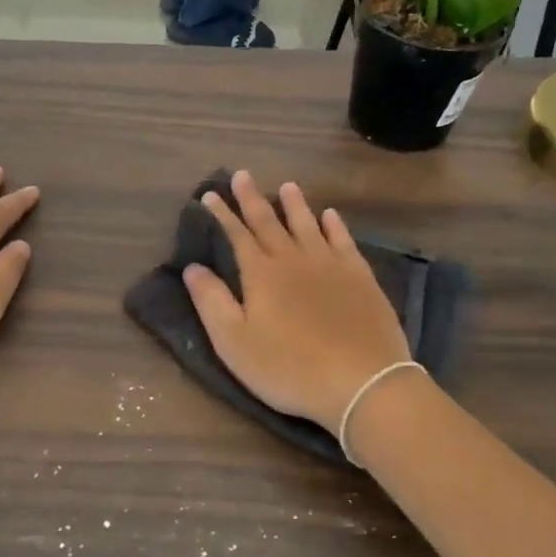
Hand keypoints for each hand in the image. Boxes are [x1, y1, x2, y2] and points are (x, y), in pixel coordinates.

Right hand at [182, 171, 410, 431]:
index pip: (237, 235)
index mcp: (261, 274)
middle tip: (242, 174)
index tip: (210, 195)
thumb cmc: (289, 368)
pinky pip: (344, 241)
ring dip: (294, 205)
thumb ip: (212, 302)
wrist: (362, 382)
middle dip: (252, 199)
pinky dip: (335, 225)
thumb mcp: (235, 343)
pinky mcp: (360, 278)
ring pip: (308, 225)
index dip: (222, 214)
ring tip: (286, 185)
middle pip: (269, 222)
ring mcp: (331, 266)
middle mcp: (294, 260)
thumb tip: (192, 267)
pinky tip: (331, 216)